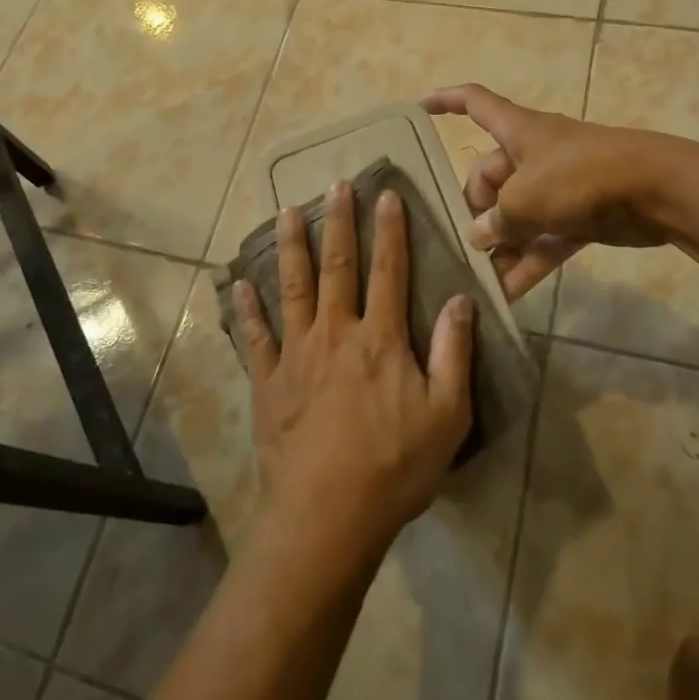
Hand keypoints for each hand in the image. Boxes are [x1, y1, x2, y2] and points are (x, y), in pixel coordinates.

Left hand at [234, 182, 474, 561]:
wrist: (327, 515)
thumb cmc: (395, 466)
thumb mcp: (447, 414)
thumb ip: (454, 353)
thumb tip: (460, 299)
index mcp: (380, 339)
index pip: (389, 271)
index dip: (389, 230)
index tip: (386, 194)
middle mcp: (335, 333)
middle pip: (337, 267)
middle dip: (338, 222)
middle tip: (335, 184)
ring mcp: (296, 355)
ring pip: (292, 288)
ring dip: (290, 247)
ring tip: (286, 211)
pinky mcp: (269, 382)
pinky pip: (256, 337)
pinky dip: (247, 309)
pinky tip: (237, 284)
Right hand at [423, 83, 674, 298]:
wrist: (658, 190)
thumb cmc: (581, 176)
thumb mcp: (526, 197)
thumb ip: (496, 220)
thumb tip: (479, 237)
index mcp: (518, 131)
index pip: (474, 103)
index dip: (445, 101)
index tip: (419, 109)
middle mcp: (534, 155)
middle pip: (490, 177)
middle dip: (477, 211)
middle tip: (469, 245)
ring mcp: (558, 186)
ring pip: (517, 215)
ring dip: (501, 245)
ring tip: (479, 278)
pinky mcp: (579, 216)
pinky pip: (543, 239)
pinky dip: (528, 262)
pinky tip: (508, 294)